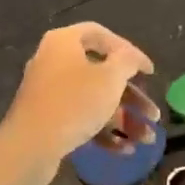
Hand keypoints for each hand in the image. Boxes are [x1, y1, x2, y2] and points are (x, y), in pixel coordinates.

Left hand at [2, 23, 159, 165]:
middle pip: (101, 73)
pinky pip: (80, 118)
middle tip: (153, 113)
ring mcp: (49, 92)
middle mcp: (53, 61)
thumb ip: (127, 61)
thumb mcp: (110, 77)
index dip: (129, 50)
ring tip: (147, 139)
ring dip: (123, 119)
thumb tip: (130, 57)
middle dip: (132, 97)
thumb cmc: (75, 102)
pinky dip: (102, 131)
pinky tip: (126, 150)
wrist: (31, 145)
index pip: (101, 34)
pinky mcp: (47, 118)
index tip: (149, 72)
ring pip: (94, 100)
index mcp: (64, 42)